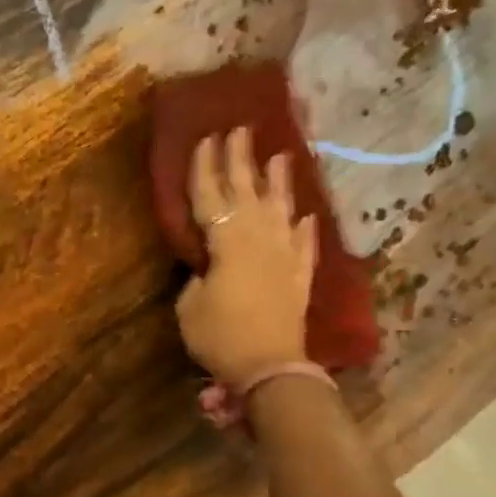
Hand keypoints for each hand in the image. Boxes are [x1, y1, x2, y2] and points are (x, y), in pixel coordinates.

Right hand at [176, 127, 316, 387]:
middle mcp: (259, 238)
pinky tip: (305, 215)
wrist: (270, 366)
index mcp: (226, 243)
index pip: (211, 196)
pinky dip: (305, 228)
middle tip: (239, 129)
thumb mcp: (190, 308)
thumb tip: (207, 267)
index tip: (204, 138)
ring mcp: (284, 254)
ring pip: (281, 209)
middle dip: (240, 159)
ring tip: (280, 155)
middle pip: (247, 191)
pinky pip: (304, 243)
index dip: (205, 168)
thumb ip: (195, 279)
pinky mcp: (299, 275)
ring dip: (279, 181)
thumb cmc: (221, 336)